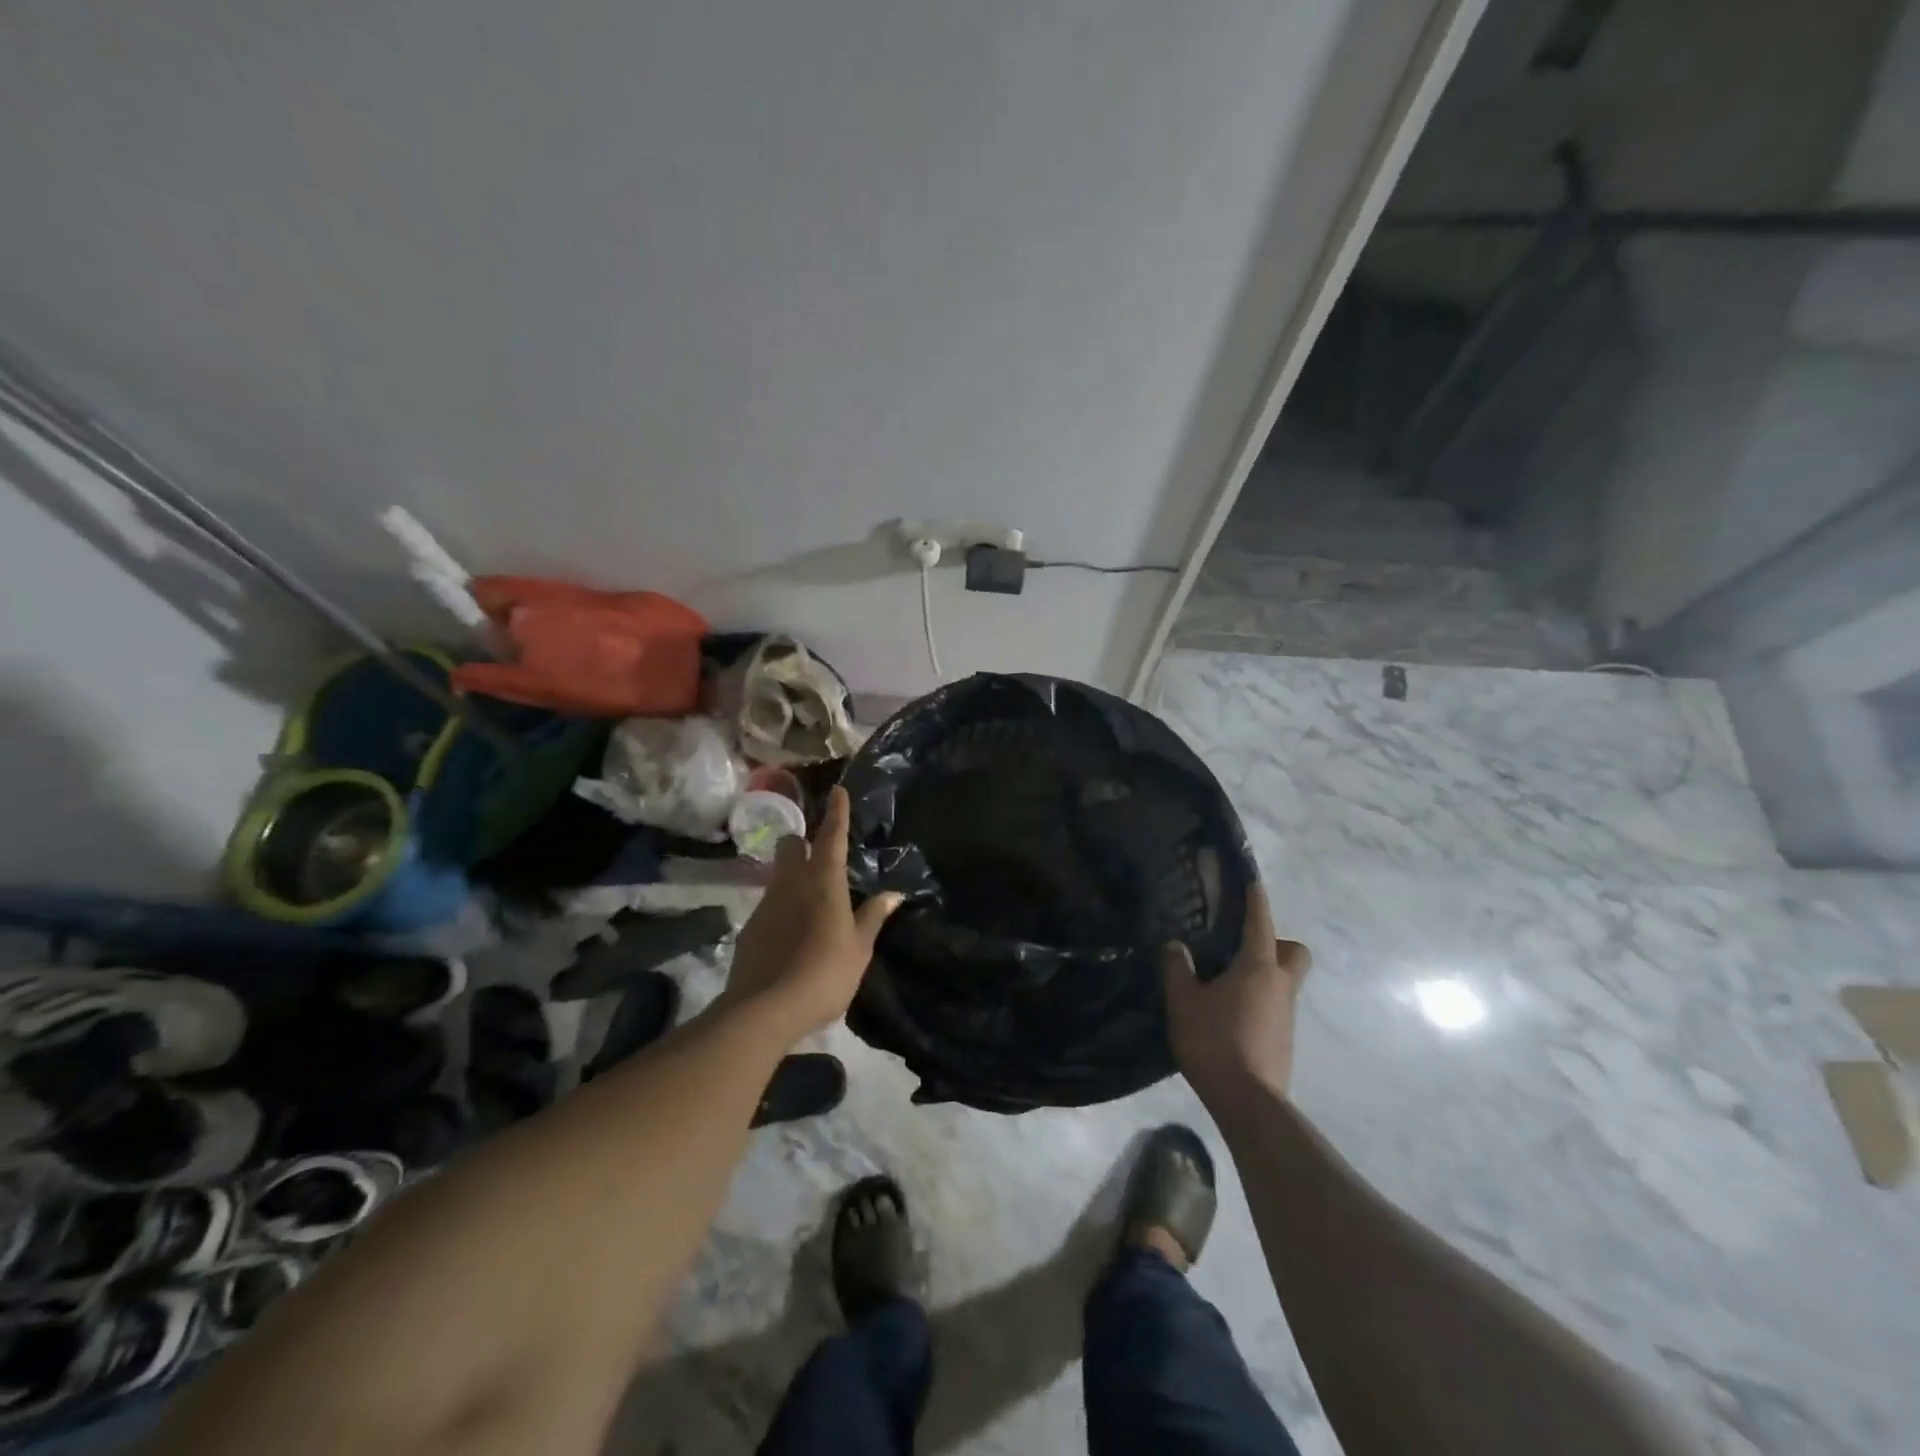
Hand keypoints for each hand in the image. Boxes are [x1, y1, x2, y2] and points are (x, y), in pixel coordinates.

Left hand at [725, 786, 902, 1043]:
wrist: (765, 1009)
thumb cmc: (825, 973)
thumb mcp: (859, 948)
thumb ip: (873, 916)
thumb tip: (893, 893)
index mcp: (824, 882)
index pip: (832, 837)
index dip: (837, 813)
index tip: (838, 790)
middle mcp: (792, 882)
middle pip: (791, 845)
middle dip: (803, 843)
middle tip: (819, 860)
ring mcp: (766, 903)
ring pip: (778, 875)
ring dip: (793, 879)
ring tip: (810, 908)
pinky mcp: (750, 927)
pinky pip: (769, 905)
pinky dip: (782, 910)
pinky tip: (791, 938)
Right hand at [1162, 885, 1310, 1112]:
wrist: (1248, 1103)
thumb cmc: (1215, 1042)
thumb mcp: (1183, 1001)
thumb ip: (1177, 968)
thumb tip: (1175, 945)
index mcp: (1258, 967)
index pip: (1261, 922)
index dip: (1256, 898)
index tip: (1251, 878)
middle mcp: (1281, 986)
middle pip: (1294, 952)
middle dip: (1276, 942)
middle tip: (1242, 946)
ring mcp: (1287, 1015)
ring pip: (1286, 980)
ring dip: (1264, 973)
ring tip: (1225, 981)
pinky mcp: (1285, 1040)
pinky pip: (1276, 1005)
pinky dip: (1260, 999)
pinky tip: (1230, 1013)